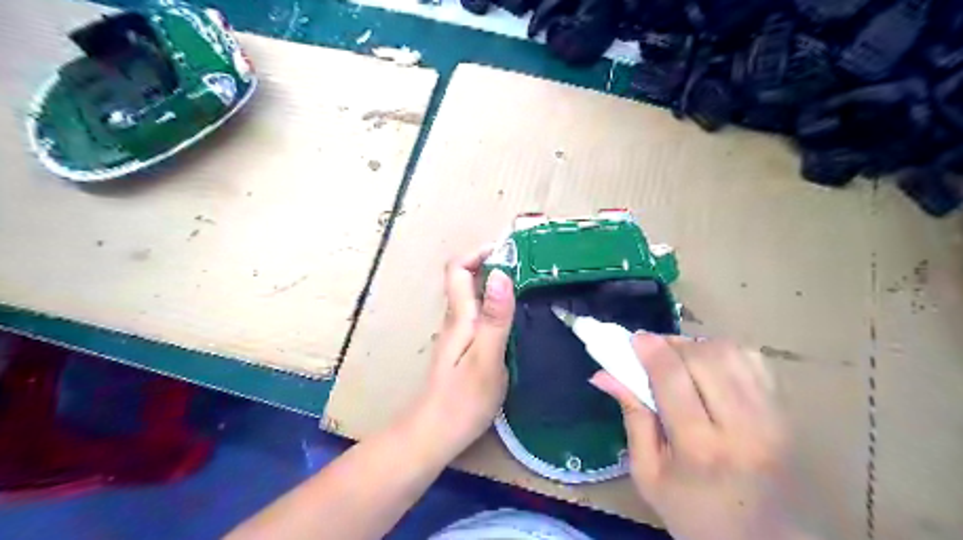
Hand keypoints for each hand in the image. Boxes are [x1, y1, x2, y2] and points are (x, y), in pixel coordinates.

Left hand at [413, 247, 522, 460]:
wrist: (434, 435)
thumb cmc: (462, 401)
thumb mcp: (486, 359)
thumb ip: (495, 318)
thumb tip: (501, 274)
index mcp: (460, 317)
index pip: (458, 269)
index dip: (478, 253)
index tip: (509, 252)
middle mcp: (456, 320)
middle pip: (467, 280)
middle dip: (493, 265)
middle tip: (529, 267)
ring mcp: (459, 335)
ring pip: (474, 298)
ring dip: (497, 285)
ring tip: (529, 287)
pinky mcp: (464, 349)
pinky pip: (480, 315)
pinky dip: (497, 306)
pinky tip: (516, 318)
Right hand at [587, 335, 811, 538]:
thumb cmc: (695, 514)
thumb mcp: (649, 475)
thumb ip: (631, 417)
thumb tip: (603, 373)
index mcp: (700, 449)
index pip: (673, 378)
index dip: (651, 349)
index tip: (634, 339)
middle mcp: (742, 427)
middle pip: (703, 357)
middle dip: (672, 344)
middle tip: (653, 351)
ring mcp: (771, 417)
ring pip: (730, 352)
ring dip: (697, 346)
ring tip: (680, 359)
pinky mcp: (786, 412)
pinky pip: (753, 360)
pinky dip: (725, 353)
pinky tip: (710, 368)